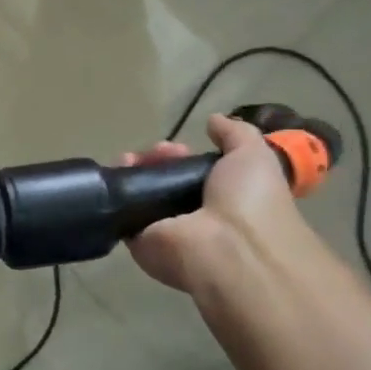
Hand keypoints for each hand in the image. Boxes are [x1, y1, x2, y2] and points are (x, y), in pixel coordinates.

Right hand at [122, 114, 309, 293]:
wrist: (230, 249)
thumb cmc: (250, 202)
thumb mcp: (255, 156)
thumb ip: (236, 135)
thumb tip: (213, 120)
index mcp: (223, 199)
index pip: (193, 174)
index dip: (182, 156)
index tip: (176, 147)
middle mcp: (193, 217)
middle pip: (163, 181)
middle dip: (155, 160)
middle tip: (152, 153)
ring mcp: (166, 231)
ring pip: (140, 196)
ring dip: (132, 172)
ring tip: (129, 159)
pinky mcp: (139, 242)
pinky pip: (121, 214)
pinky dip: (114, 194)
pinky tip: (115, 175)